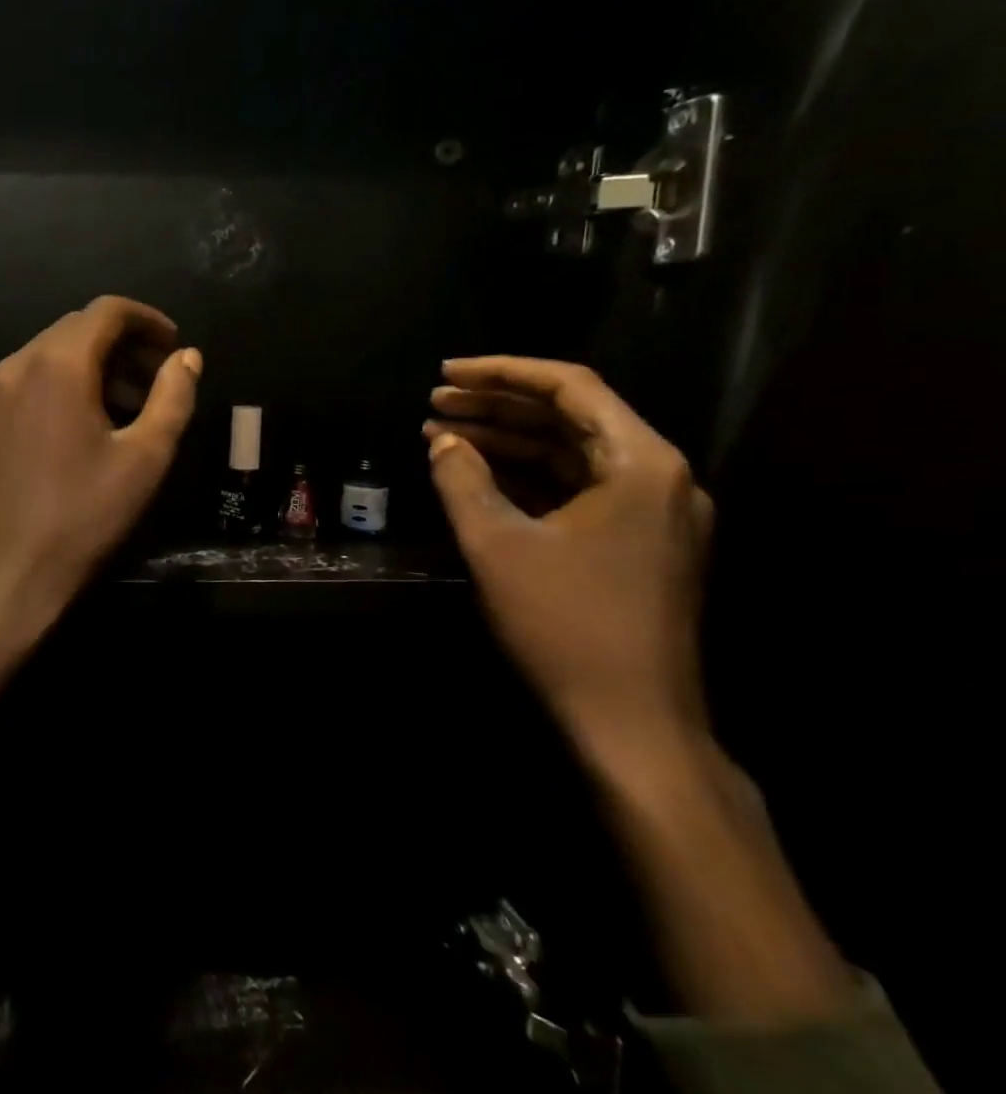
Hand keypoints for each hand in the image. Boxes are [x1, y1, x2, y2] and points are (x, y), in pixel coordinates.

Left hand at [0, 297, 201, 747]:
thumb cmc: (80, 518)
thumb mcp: (144, 459)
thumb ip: (172, 398)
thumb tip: (187, 358)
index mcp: (56, 363)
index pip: (106, 311)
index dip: (148, 320)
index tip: (175, 347)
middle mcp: (16, 365)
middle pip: (76, 329)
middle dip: (123, 345)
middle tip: (158, 381)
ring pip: (50, 356)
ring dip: (93, 367)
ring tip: (129, 408)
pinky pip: (29, 383)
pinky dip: (63, 387)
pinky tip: (84, 428)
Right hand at [423, 357, 714, 765]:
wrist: (630, 720)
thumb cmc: (564, 624)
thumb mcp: (496, 544)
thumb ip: (463, 479)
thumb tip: (443, 440)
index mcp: (640, 464)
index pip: (570, 388)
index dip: (502, 372)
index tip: (445, 373)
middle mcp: (659, 478)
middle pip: (571, 417)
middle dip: (498, 407)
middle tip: (433, 404)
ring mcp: (654, 513)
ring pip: (572, 454)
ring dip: (508, 441)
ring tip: (443, 434)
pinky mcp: (638, 544)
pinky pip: (577, 489)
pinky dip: (527, 477)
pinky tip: (479, 475)